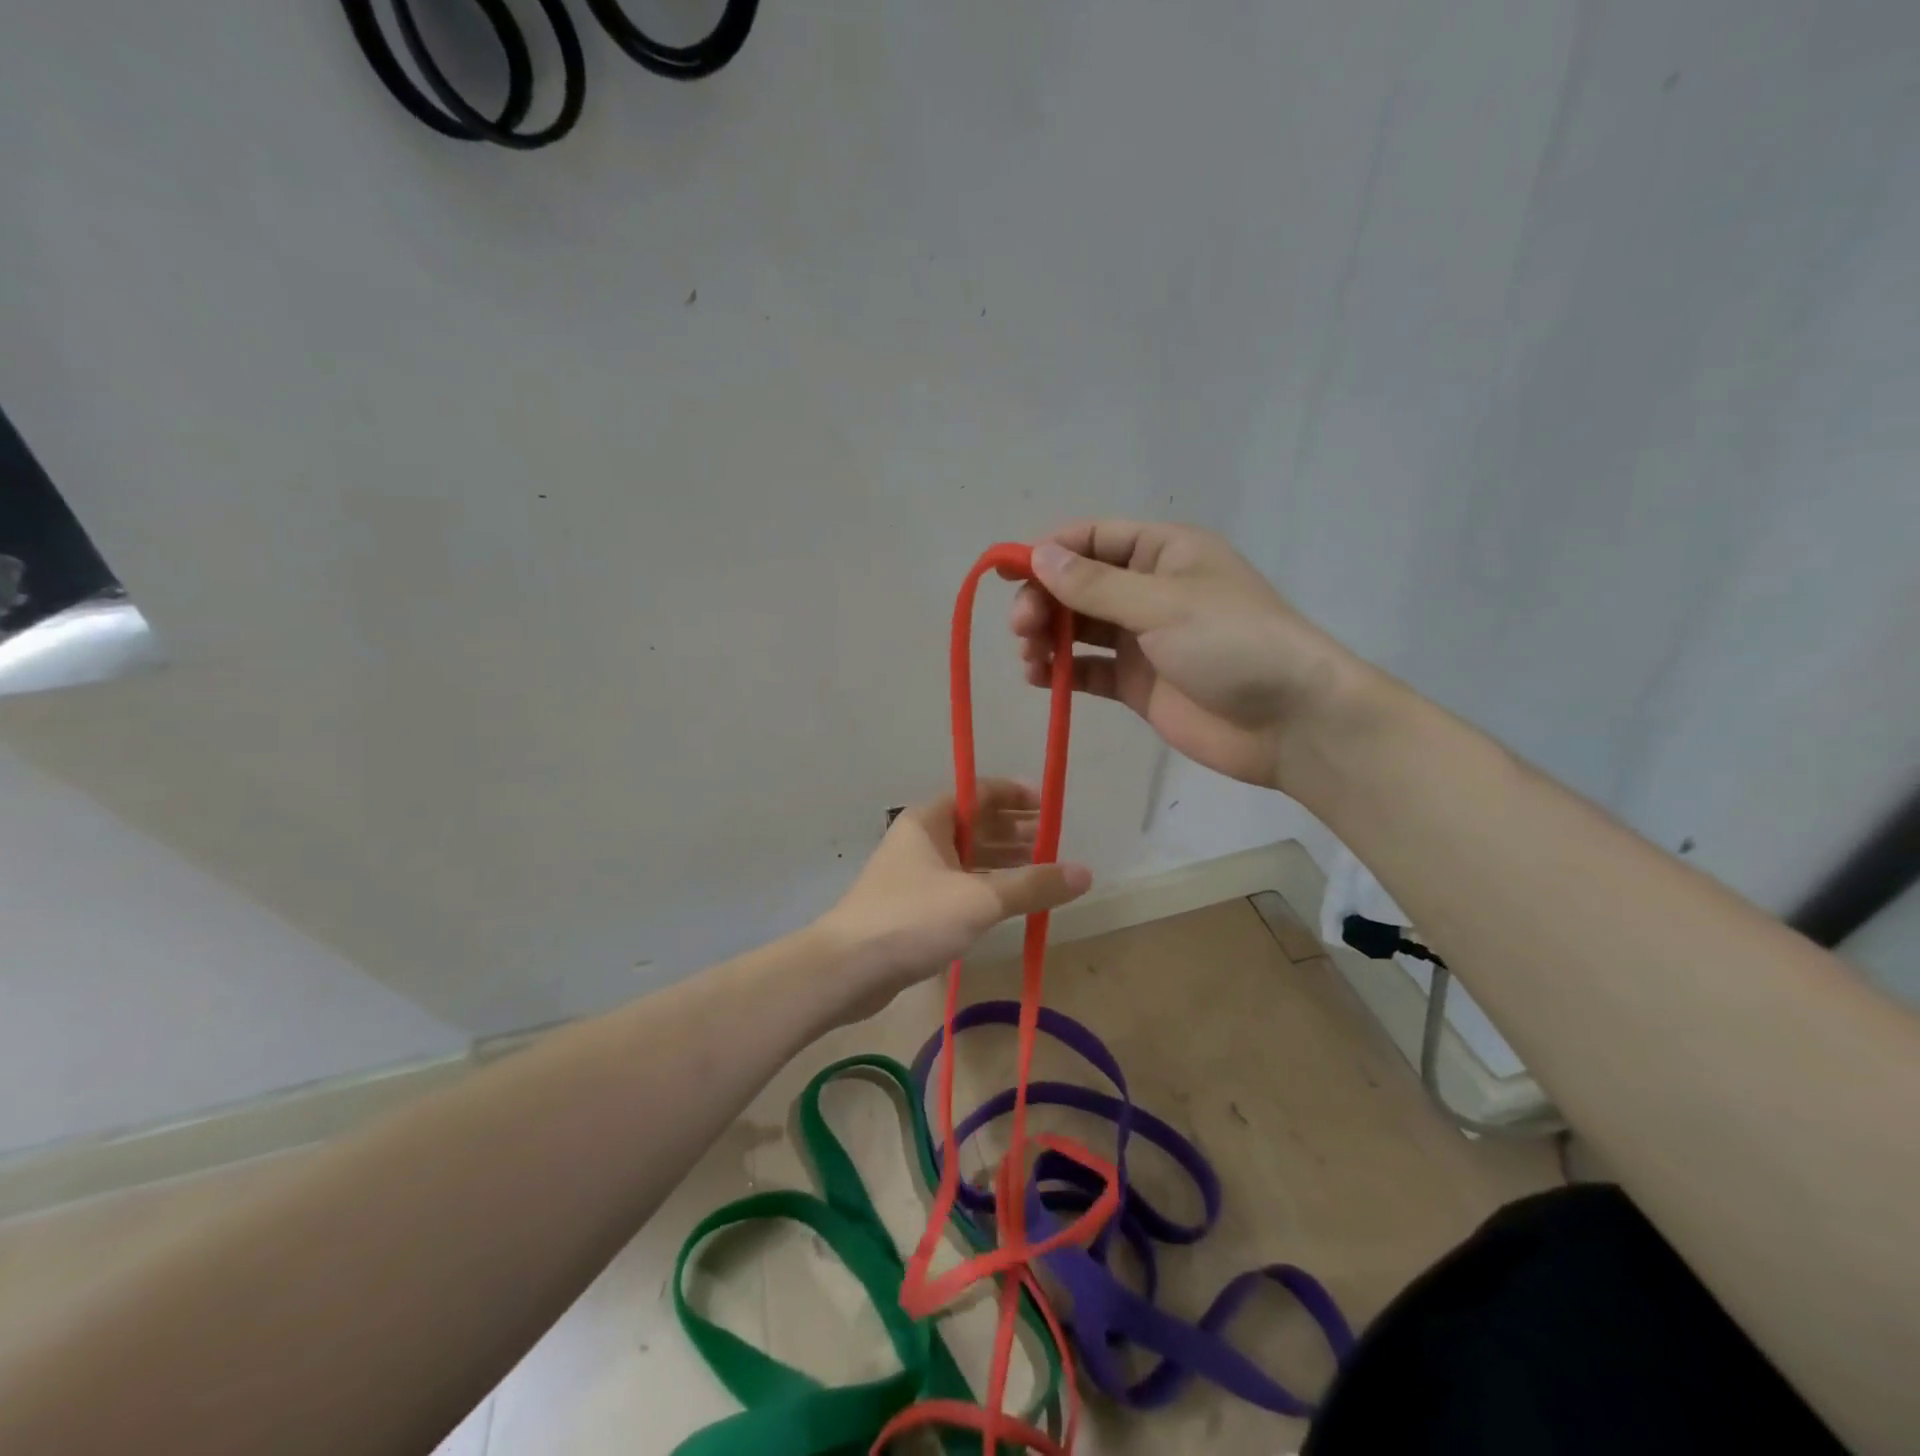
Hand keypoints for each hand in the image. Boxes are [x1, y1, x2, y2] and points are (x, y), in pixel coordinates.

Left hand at [818, 780, 1092, 1019]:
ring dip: (1004, 860)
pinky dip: (986, 887)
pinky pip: (959, 885)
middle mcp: (921, 839)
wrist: (848, 970)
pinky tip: (1010, 902)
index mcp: (930, 820)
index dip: (1015, 795)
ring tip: (1043, 871)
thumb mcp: (979, 899)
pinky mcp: (913, 907)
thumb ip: (1032, 885)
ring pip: (968, 857)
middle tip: (1054, 843)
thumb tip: (1085, 873)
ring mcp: (915, 874)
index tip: (1050, 806)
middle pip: (975, 824)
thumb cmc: (913, 918)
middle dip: (1015, 830)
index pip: (979, 792)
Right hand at [1010, 521, 1362, 790]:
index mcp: (1163, 553)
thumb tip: (1038, 555)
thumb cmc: (1232, 644)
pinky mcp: (1137, 684)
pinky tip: (1039, 678)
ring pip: (1079, 627)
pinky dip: (1061, 671)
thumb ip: (1095, 584)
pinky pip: (1088, 670)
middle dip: (1044, 601)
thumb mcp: (1162, 604)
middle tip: (1022, 627)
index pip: (1093, 538)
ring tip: (1029, 655)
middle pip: (1078, 585)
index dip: (1049, 551)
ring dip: (1047, 636)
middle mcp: (1148, 591)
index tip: (1010, 573)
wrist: (1289, 722)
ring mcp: (1142, 640)